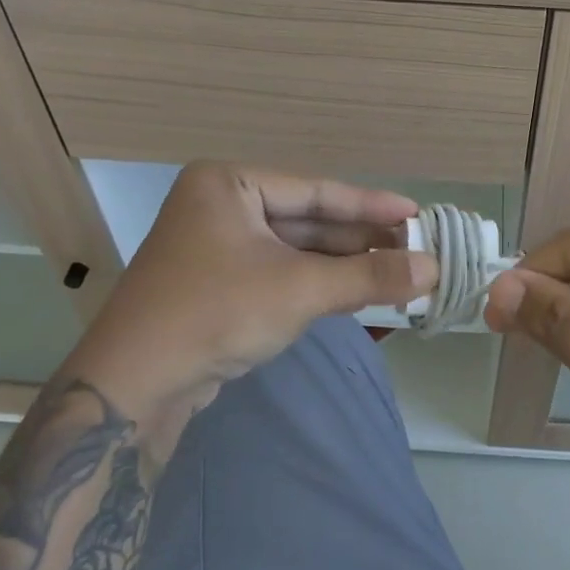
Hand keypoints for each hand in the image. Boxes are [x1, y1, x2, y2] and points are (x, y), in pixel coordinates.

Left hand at [64, 163, 435, 416]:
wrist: (135, 385)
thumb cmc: (218, 312)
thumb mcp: (301, 289)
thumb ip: (370, 277)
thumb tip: (434, 269)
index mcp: (229, 184)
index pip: (316, 190)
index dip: (371, 205)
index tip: (417, 215)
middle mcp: (220, 206)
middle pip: (308, 220)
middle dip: (360, 241)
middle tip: (414, 250)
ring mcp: (217, 247)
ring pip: (296, 250)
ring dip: (344, 266)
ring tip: (398, 273)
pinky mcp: (219, 284)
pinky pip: (280, 274)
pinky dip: (318, 284)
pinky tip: (358, 293)